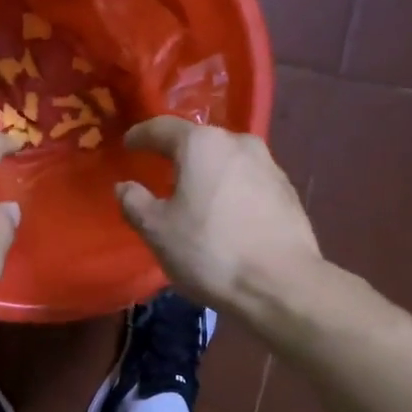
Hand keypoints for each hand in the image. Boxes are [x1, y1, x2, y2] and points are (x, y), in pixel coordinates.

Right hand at [115, 117, 322, 315]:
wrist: (281, 284)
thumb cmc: (210, 251)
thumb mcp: (157, 231)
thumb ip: (135, 202)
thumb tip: (125, 186)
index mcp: (202, 144)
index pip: (162, 128)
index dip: (141, 135)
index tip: (128, 145)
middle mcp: (238, 143)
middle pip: (199, 142)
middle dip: (177, 154)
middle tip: (160, 172)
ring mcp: (269, 165)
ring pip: (226, 161)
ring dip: (207, 173)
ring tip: (193, 196)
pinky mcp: (287, 191)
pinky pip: (247, 181)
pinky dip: (230, 190)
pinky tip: (224, 214)